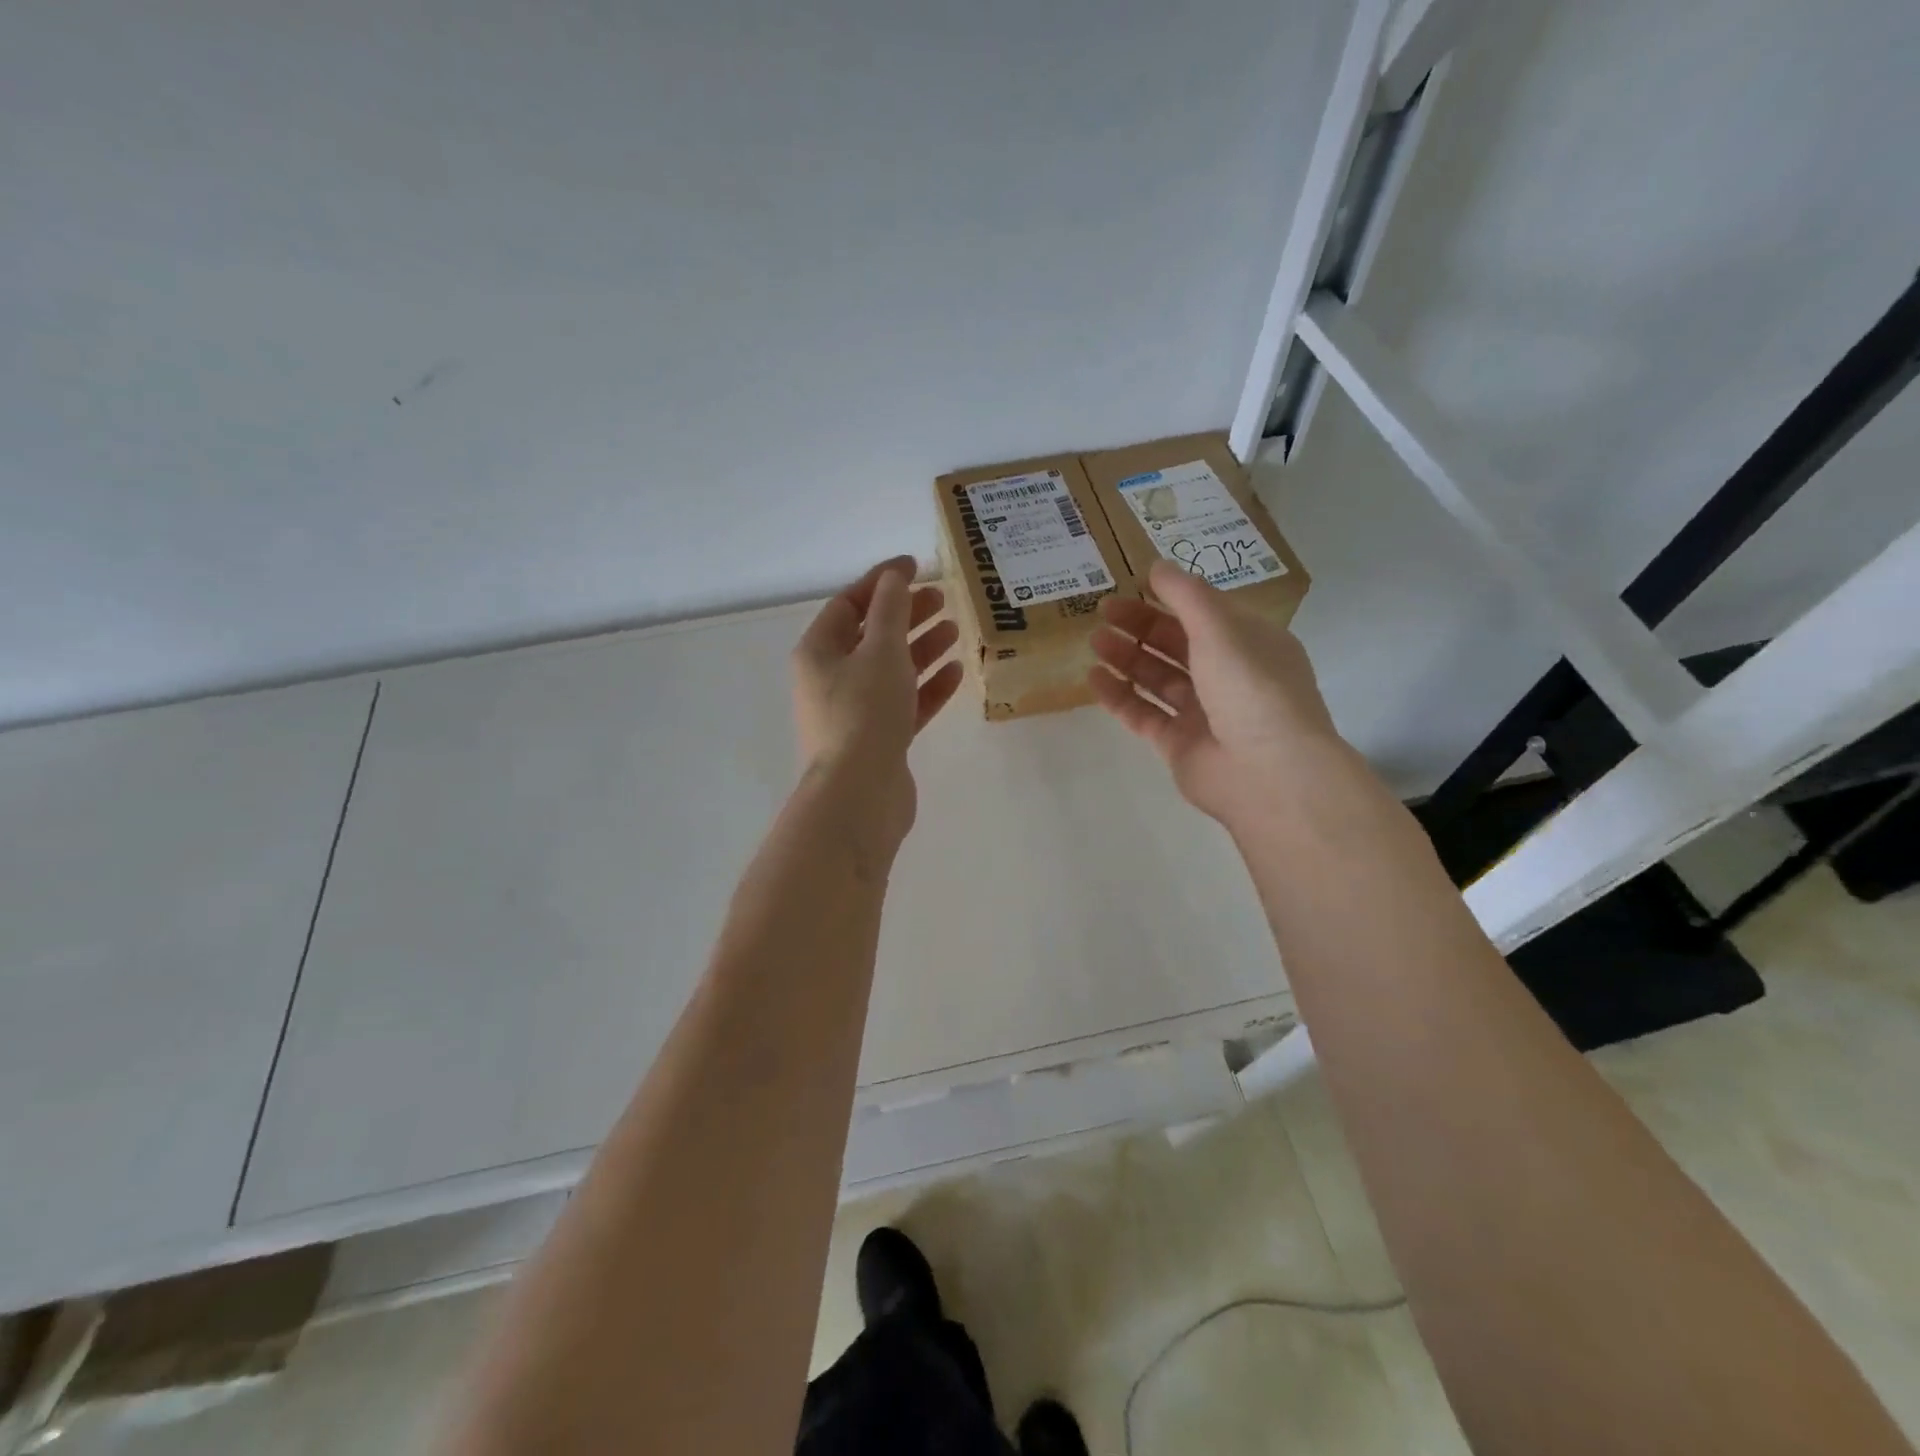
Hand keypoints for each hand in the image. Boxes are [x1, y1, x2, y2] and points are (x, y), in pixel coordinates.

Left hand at [792, 556, 963, 846]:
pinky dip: (927, 687)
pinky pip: (904, 703)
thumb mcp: (880, 650)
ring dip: (921, 648)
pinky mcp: (878, 739)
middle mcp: (831, 679)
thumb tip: (894, 577)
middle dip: (906, 615)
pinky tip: (955, 673)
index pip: (848, 604)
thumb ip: (890, 610)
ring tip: (955, 631)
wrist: (860, 794)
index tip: (916, 566)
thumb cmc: (864, 712)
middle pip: (871, 636)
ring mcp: (854, 712)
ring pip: (890, 670)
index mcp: (818, 652)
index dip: (881, 582)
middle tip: (943, 599)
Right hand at [1088, 559, 1343, 829]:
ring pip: (1159, 679)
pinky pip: (1144, 714)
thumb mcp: (1220, 628)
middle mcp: (1229, 677)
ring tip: (1094, 643)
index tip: (1130, 586)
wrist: (1267, 772)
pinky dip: (1120, 696)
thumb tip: (1157, 566)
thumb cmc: (1250, 687)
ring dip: (1127, 658)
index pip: (1205, 614)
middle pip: (1178, 644)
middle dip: (1140, 627)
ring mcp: (1204, 714)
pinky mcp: (1180, 745)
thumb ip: (1186, 595)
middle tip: (1102, 612)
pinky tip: (1093, 679)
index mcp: (1250, 644)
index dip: (1168, 598)